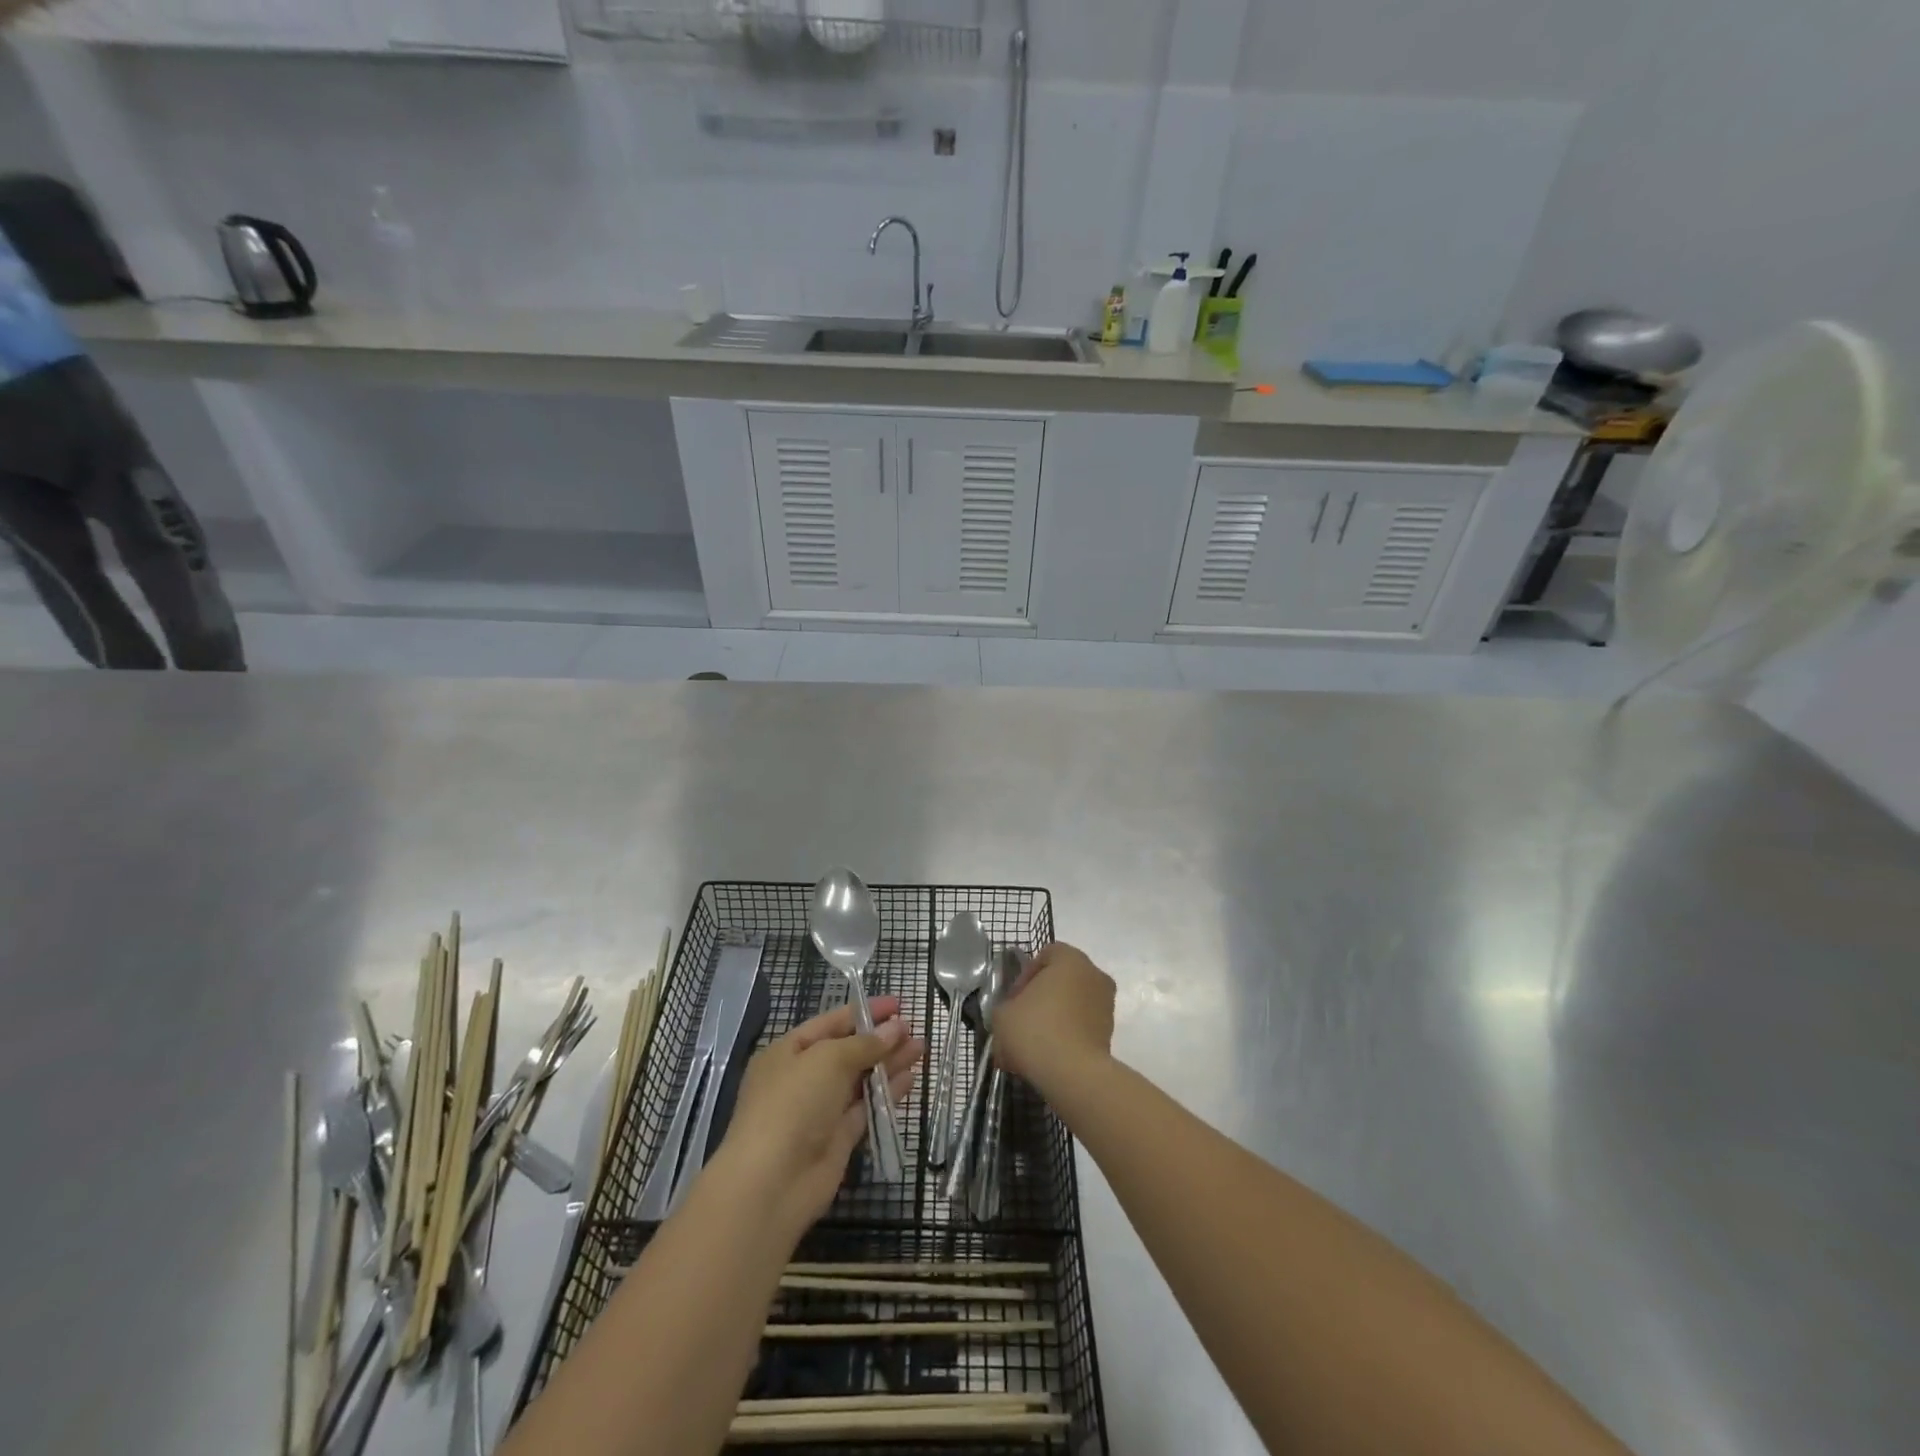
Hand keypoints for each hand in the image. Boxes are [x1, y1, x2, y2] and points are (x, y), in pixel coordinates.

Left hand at [714, 996, 923, 1233]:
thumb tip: (895, 1029)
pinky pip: (866, 1108)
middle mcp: (803, 1078)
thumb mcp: (828, 1060)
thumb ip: (865, 1044)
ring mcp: (820, 1110)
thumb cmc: (793, 1104)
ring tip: (921, 1048)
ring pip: (860, 1079)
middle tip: (913, 1027)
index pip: (831, 1023)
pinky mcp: (837, 1138)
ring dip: (889, 1063)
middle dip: (880, 1038)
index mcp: (788, 1052)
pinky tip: (910, 1079)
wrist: (772, 1183)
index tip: (898, 1004)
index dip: (864, 1011)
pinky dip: (887, 1093)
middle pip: (848, 1051)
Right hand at [992, 942, 1114, 1094]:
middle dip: (1040, 999)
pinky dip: (1066, 1037)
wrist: (1073, 1074)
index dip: (1025, 975)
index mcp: (1070, 959)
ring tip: (1032, 1045)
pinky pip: (1082, 1027)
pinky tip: (1048, 1058)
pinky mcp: (1110, 1033)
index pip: (1046, 955)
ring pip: (1072, 1006)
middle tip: (1021, 1021)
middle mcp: (1094, 975)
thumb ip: (1006, 1006)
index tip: (1014, 1000)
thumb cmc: (1035, 1030)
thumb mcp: (1002, 1015)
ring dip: (1054, 1019)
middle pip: (1061, 981)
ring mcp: (1106, 1005)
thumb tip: (1012, 1014)